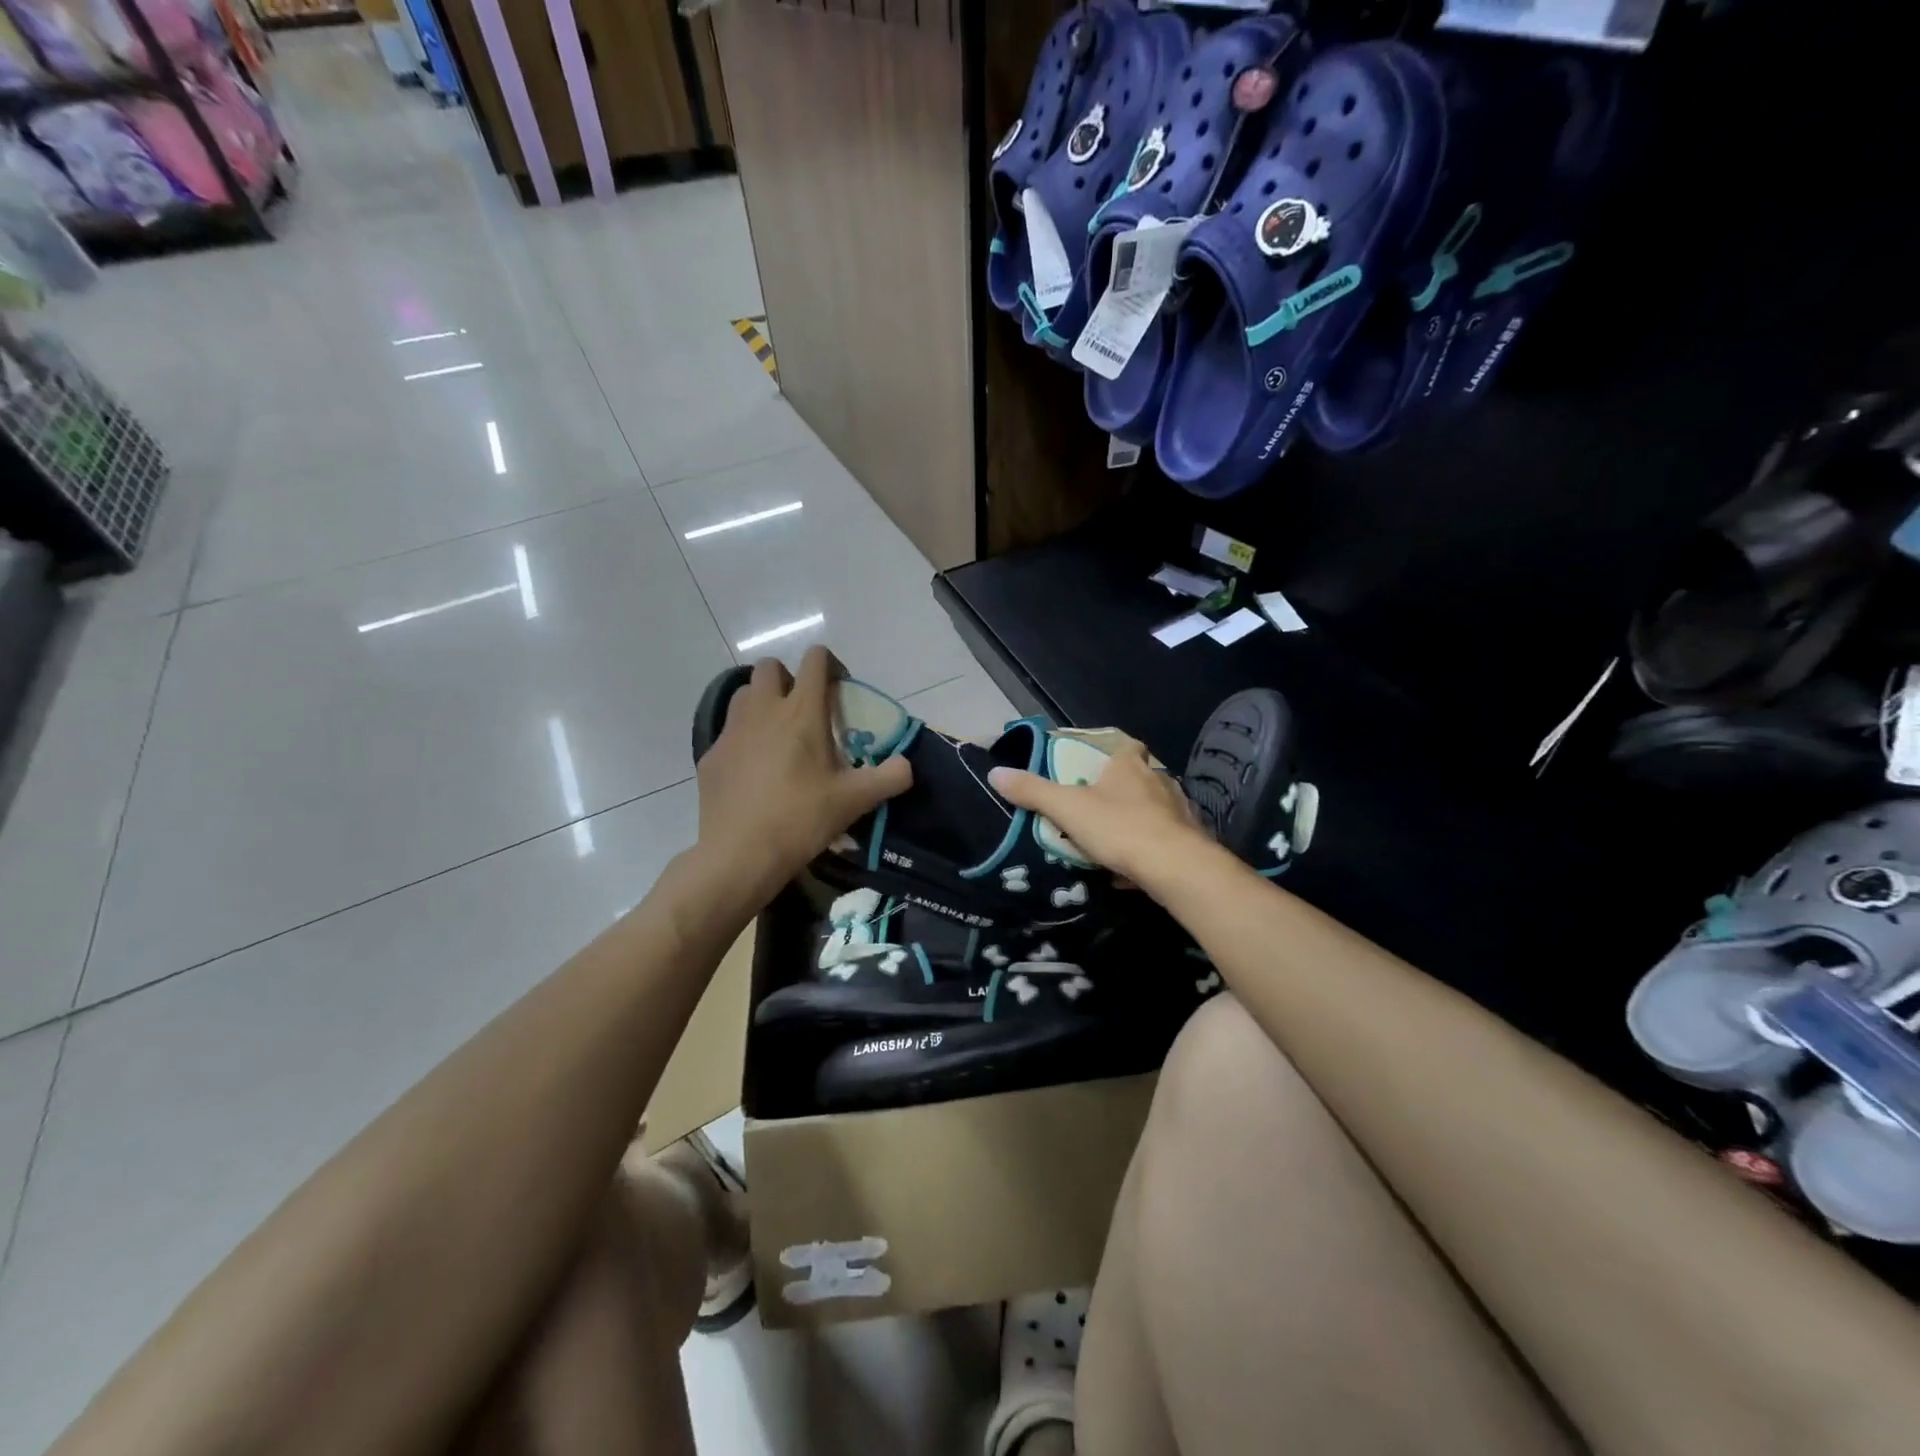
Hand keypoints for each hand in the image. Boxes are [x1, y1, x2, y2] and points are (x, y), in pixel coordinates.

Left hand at [694, 648, 911, 901]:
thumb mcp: (855, 800)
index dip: (830, 664)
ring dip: (762, 703)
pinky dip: (744, 739)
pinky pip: (729, 732)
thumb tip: (906, 765)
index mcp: (802, 712)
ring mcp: (732, 731)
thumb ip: (890, 777)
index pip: (815, 660)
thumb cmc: (802, 819)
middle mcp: (763, 710)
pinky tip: (753, 771)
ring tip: (777, 735)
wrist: (740, 854)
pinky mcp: (712, 755)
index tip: (839, 689)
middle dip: (788, 678)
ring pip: (744, 694)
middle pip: (770, 667)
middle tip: (803, 710)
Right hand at [988, 734, 1210, 891]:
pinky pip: (1162, 840)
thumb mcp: (1067, 808)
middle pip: (1138, 777)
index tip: (1094, 765)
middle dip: (1119, 790)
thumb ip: (1032, 791)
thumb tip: (995, 772)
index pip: (1125, 745)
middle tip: (1095, 806)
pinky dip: (1147, 850)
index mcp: (1130, 765)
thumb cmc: (1119, 828)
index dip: (1111, 751)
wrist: (1177, 868)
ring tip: (1111, 839)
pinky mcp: (1190, 839)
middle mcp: (1159, 780)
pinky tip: (1130, 869)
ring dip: (1134, 820)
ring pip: (1153, 810)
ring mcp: (1178, 810)